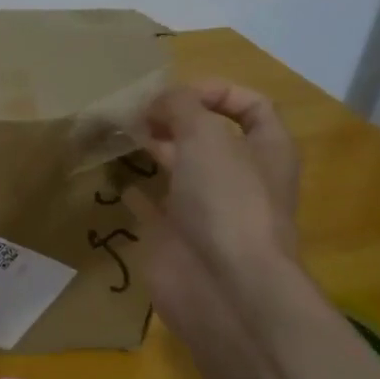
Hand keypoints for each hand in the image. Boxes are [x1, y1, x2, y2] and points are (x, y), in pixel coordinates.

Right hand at [124, 81, 301, 353]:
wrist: (223, 286)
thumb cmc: (226, 201)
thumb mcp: (205, 136)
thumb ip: (180, 106)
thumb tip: (157, 102)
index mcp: (266, 150)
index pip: (251, 107)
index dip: (217, 92)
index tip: (176, 95)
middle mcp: (239, 177)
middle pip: (208, 137)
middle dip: (174, 119)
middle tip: (135, 112)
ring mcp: (207, 209)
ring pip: (179, 169)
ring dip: (152, 149)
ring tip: (118, 134)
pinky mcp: (177, 236)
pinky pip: (153, 205)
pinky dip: (134, 191)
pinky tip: (113, 177)